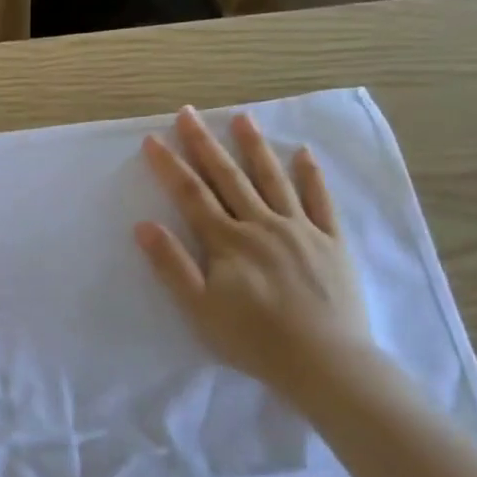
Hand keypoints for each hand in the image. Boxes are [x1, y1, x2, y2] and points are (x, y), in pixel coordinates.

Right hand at [136, 107, 373, 402]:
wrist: (325, 362)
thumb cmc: (254, 340)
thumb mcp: (200, 309)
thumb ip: (172, 265)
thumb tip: (144, 225)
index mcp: (228, 241)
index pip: (192, 195)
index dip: (170, 166)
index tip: (153, 138)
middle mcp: (262, 225)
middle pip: (228, 177)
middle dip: (205, 144)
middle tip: (188, 113)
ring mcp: (300, 229)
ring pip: (273, 179)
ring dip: (255, 147)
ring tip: (242, 118)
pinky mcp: (332, 242)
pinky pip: (320, 201)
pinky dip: (311, 176)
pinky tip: (303, 154)